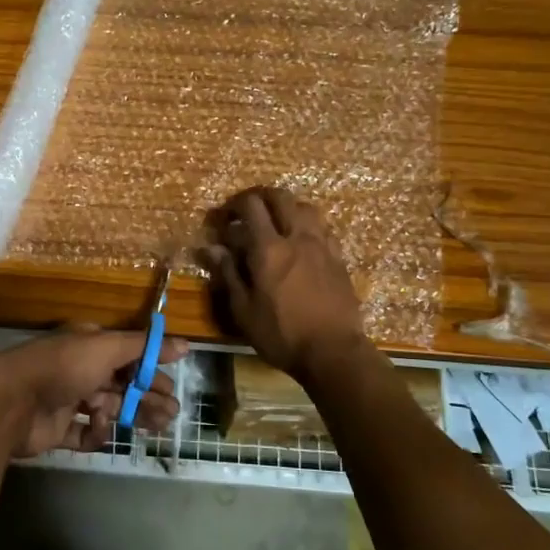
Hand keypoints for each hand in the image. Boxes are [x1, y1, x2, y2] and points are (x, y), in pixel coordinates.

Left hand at [0, 325, 188, 458]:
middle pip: (122, 384)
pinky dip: (96, 434)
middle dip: (147, 396)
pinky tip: (104, 433)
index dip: (151, 370)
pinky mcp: (57, 428)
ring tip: (158, 427)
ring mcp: (68, 399)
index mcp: (90, 345)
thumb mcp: (106, 348)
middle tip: (172, 412)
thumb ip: (144, 347)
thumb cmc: (63, 367)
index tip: (173, 386)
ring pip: (108, 408)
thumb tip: (185, 344)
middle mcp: (80, 369)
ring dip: (132, 415)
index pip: (128, 356)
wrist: (11, 401)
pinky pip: (84, 432)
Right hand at [203, 187, 366, 380]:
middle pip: (280, 197)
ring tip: (276, 222)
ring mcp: (322, 245)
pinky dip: (307, 225)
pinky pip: (323, 228)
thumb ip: (228, 273)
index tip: (223, 219)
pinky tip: (301, 242)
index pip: (251, 205)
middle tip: (247, 210)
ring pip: (306, 207)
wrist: (334, 352)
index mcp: (269, 248)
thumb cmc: (282, 335)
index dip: (233, 205)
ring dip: (287, 207)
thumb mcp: (244, 310)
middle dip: (260, 196)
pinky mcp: (339, 258)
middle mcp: (297, 237)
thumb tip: (210, 247)